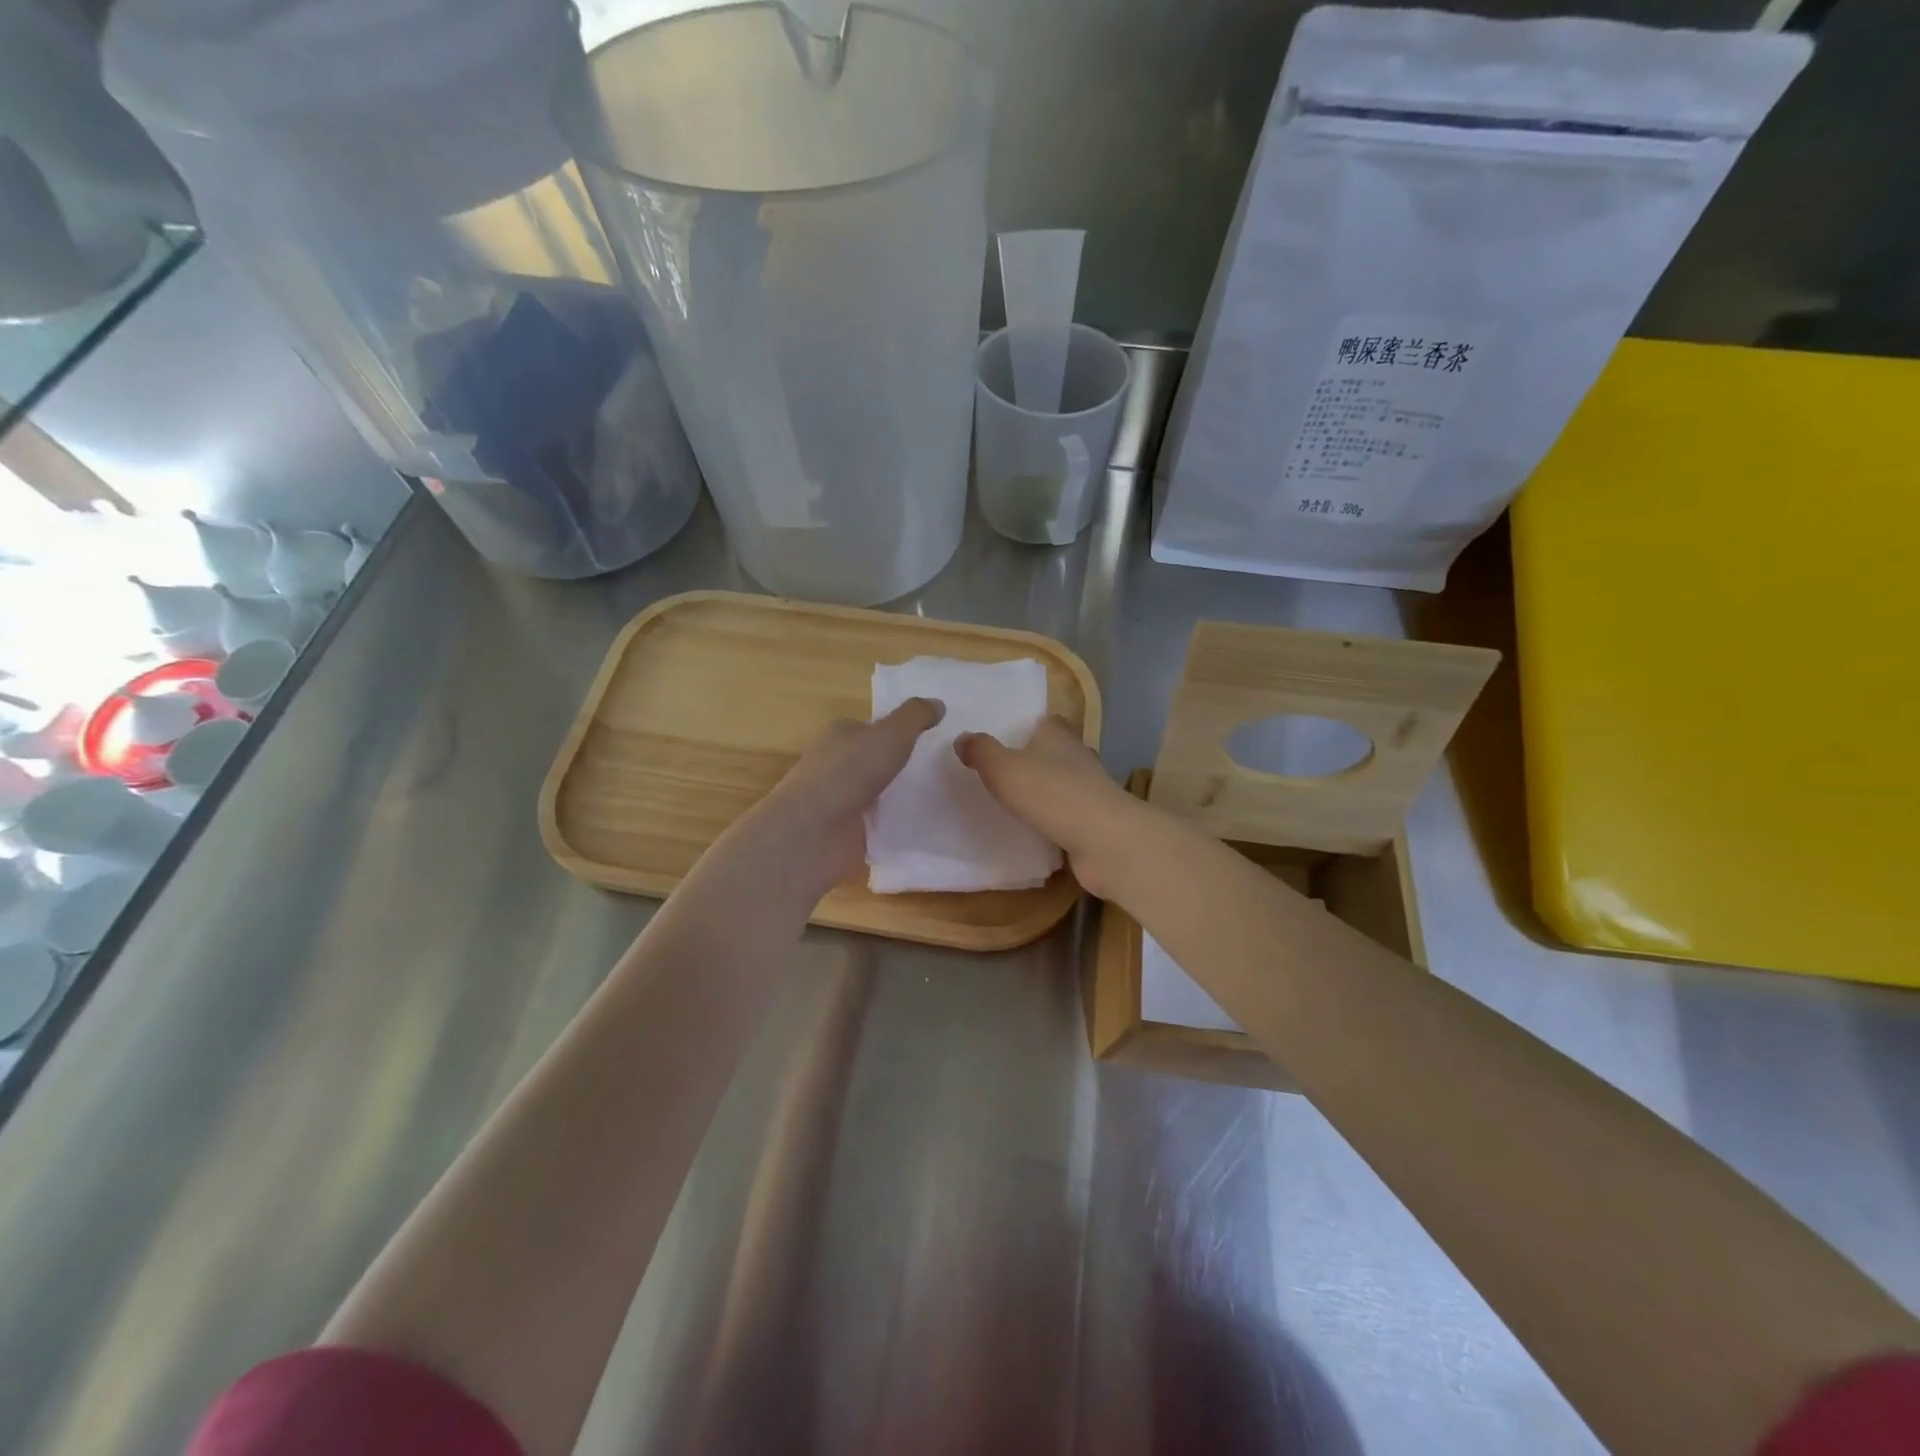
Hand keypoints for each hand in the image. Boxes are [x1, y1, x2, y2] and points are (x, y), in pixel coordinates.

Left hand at [735, 697, 943, 902]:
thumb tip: (938, 703)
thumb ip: (915, 716)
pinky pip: (877, 823)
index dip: (898, 731)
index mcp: (839, 735)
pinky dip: (894, 824)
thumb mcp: (890, 734)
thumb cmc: (848, 772)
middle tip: (940, 770)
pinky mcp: (844, 832)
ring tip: (939, 798)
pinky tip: (920, 826)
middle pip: (874, 760)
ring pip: (877, 793)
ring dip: (899, 796)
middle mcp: (836, 764)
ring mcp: (839, 800)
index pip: (871, 727)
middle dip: (901, 765)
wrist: (812, 833)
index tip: (931, 740)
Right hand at [955, 716, 1141, 899]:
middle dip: (1034, 761)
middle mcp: (1079, 756)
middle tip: (1003, 774)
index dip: (1027, 728)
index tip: (1005, 740)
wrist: (1103, 840)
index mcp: (1059, 735)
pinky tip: (1036, 832)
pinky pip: (1069, 815)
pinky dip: (1055, 821)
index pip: (1046, 722)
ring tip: (1015, 804)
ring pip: (1064, 784)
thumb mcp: (1002, 768)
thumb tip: (963, 737)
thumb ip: (981, 751)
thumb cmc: (1050, 793)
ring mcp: (1091, 790)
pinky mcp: (1096, 821)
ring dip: (1046, 793)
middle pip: (1055, 752)